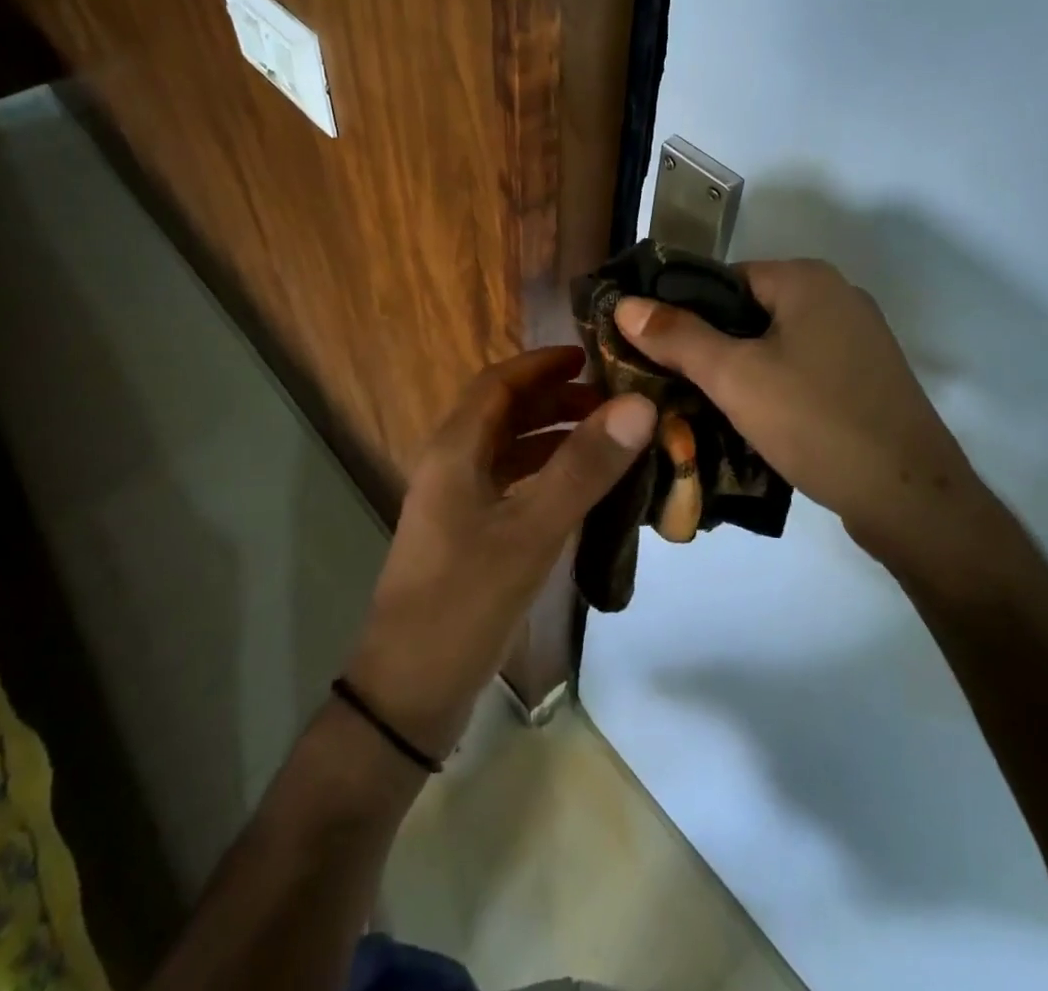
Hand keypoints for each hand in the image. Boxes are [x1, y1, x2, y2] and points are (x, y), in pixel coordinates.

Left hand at [345, 347, 654, 760]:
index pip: (500, 382)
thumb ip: (584, 467)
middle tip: (614, 403)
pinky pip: (511, 485)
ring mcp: (456, 503)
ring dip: (553, 437)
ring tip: (607, 440)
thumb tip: (639, 404)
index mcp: (454, 449)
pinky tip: (581, 491)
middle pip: (505, 412)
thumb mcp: (531, 529)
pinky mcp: (467, 536)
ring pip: (509, 450)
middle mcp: (451, 465)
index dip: (543, 364)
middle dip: (556, 399)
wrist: (408, 692)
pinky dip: (546, 475)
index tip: (593, 356)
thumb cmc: (464, 599)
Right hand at [615, 259, 1006, 580]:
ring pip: (775, 342)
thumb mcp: (733, 377)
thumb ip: (676, 336)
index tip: (651, 351)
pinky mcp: (867, 377)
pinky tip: (755, 420)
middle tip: (672, 384)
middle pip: (748, 310)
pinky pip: (803, 367)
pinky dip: (774, 386)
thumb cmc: (815, 422)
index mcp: (806, 278)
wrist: (909, 497)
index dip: (681, 311)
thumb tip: (625, 304)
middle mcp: (837, 295)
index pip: (720, 278)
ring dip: (740, 369)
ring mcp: (858, 338)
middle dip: (709, 345)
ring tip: (704, 406)